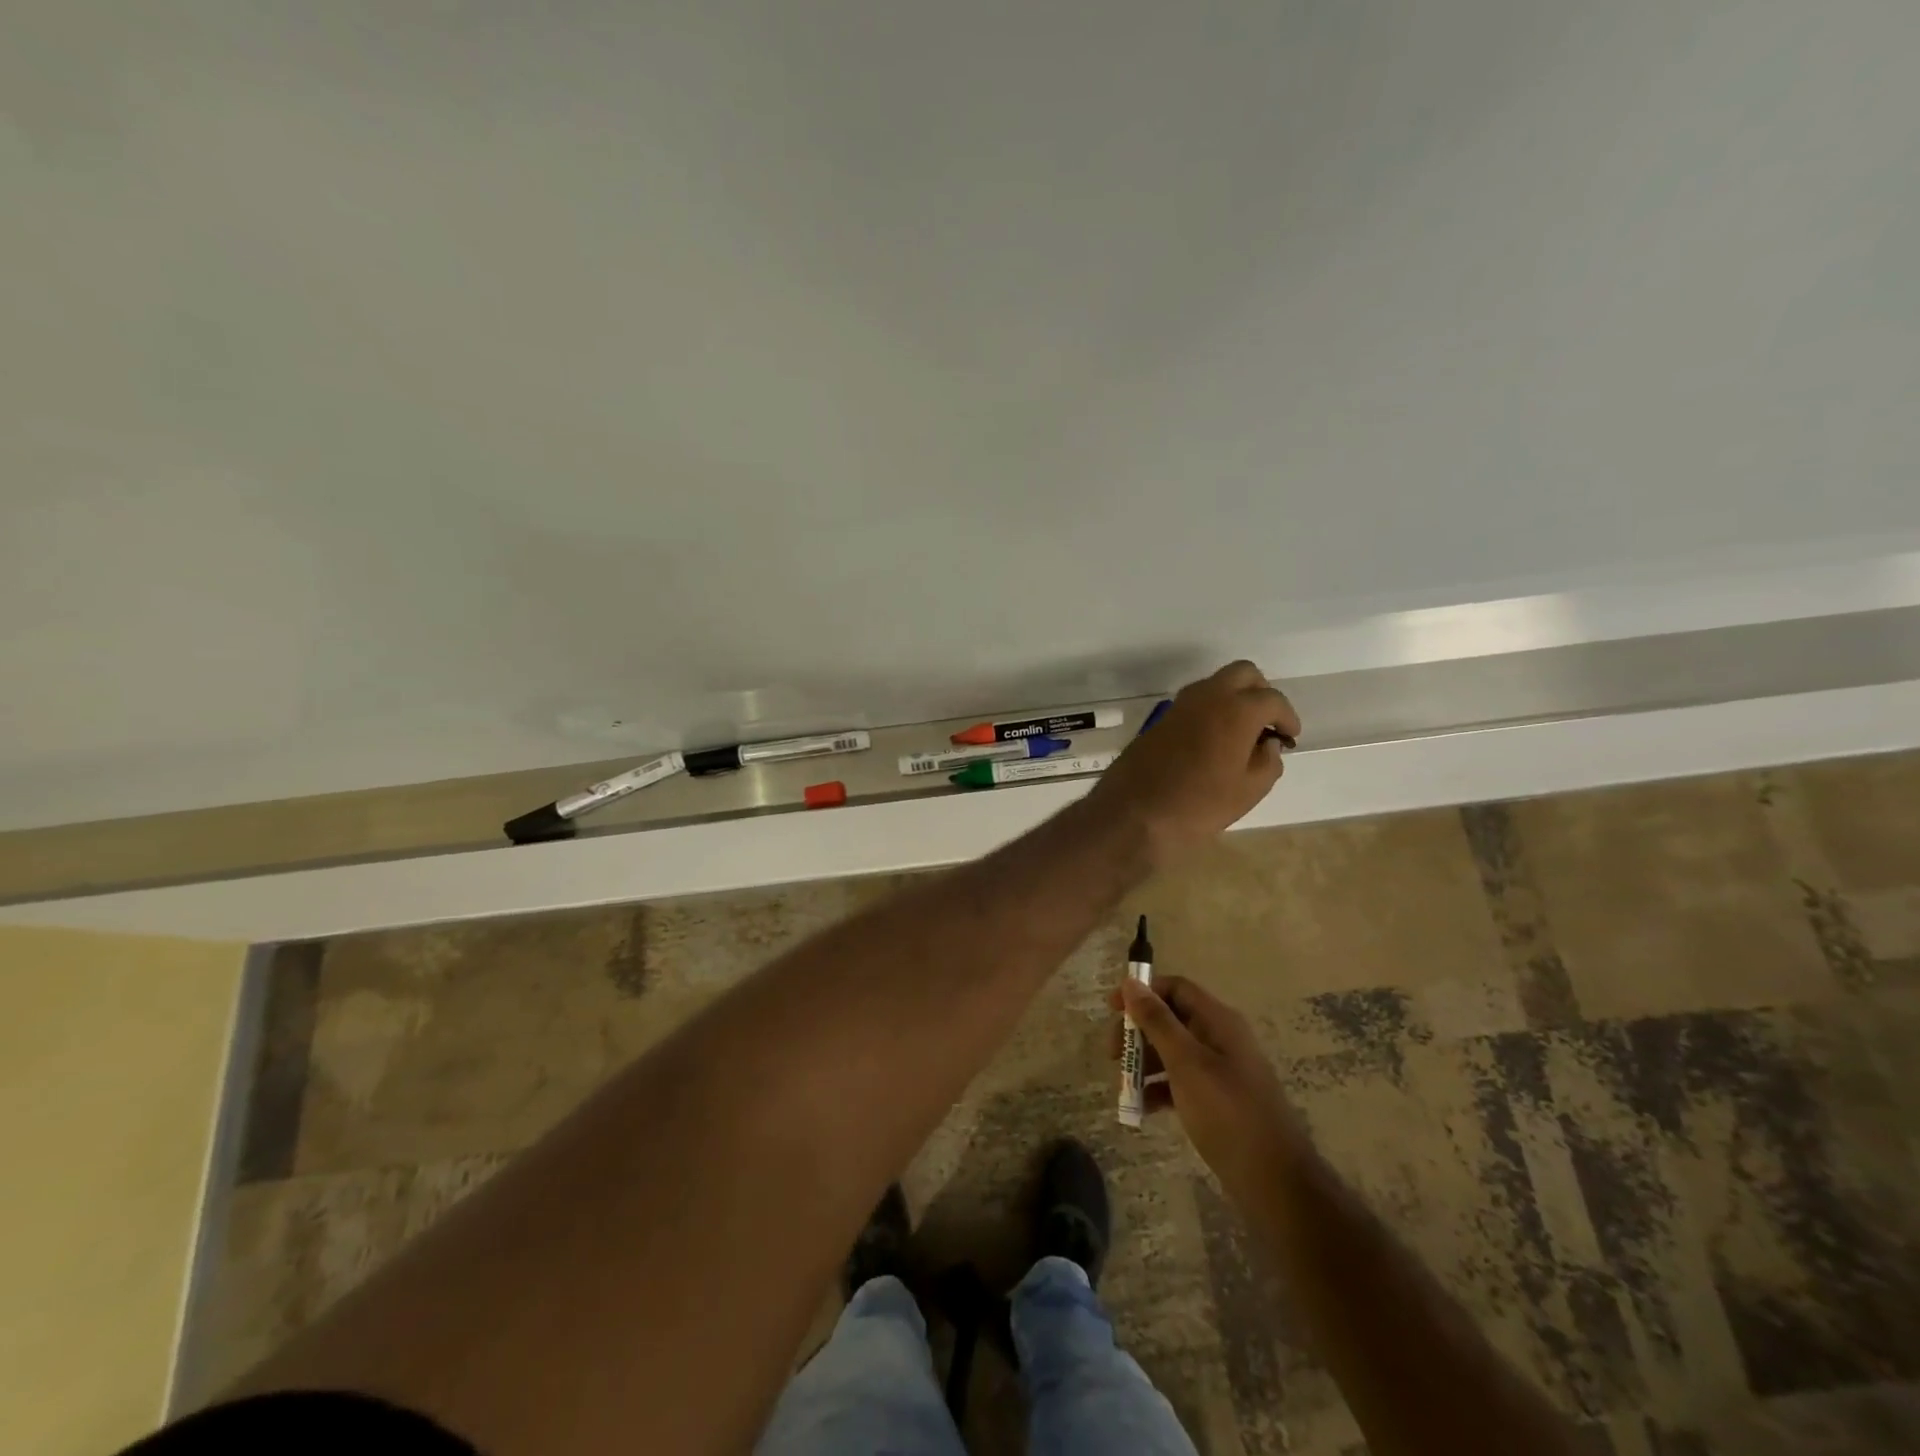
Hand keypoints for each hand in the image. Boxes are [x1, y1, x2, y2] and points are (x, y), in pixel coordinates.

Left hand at [1086, 661, 1299, 867]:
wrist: (1134, 812)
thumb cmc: (1198, 804)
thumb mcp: (1248, 790)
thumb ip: (1268, 761)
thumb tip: (1269, 744)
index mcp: (1236, 709)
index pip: (1272, 699)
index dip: (1287, 717)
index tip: (1290, 737)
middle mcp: (1208, 696)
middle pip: (1244, 674)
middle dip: (1261, 693)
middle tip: (1267, 724)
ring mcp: (1180, 704)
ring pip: (1216, 683)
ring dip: (1234, 699)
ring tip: (1242, 734)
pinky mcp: (1161, 719)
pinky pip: (1195, 702)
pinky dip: (1212, 710)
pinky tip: (1215, 741)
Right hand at [1108, 975, 1307, 1204]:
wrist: (1275, 1181)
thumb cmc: (1227, 1112)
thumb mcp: (1186, 1062)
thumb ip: (1157, 1021)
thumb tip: (1131, 982)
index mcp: (1218, 1021)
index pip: (1175, 988)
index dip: (1142, 992)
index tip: (1111, 1010)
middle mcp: (1220, 1038)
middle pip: (1171, 1019)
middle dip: (1139, 1032)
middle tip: (1112, 1054)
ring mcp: (1221, 1070)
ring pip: (1173, 1052)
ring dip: (1145, 1062)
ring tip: (1123, 1085)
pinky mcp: (1218, 1100)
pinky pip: (1182, 1081)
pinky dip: (1160, 1089)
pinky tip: (1142, 1108)